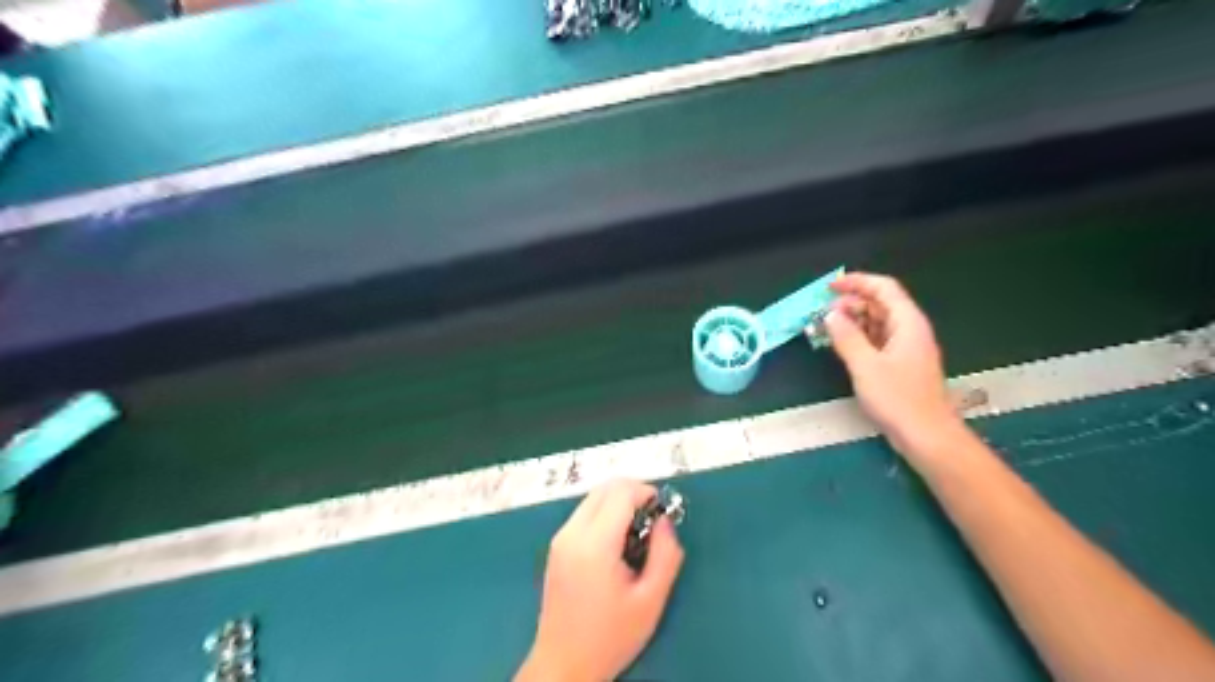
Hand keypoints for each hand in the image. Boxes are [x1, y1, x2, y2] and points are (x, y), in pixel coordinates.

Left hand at [511, 478, 682, 681]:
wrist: (563, 666)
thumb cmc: (610, 637)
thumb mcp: (650, 601)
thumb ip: (665, 554)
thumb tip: (665, 521)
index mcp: (594, 544)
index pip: (620, 493)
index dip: (646, 492)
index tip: (663, 510)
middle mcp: (571, 532)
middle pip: (604, 487)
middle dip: (633, 492)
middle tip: (653, 519)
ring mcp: (560, 538)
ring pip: (593, 498)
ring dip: (618, 502)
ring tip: (637, 534)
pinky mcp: (556, 547)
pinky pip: (584, 513)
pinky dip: (604, 513)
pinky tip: (617, 543)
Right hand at [821, 271, 963, 457]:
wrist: (926, 435)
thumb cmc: (898, 399)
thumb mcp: (865, 366)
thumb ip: (846, 337)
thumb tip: (831, 316)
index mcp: (907, 323)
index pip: (884, 288)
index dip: (857, 282)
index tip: (830, 287)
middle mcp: (910, 330)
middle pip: (880, 304)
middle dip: (851, 304)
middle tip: (822, 313)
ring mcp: (906, 348)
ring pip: (878, 323)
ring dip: (852, 322)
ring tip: (826, 329)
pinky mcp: (900, 365)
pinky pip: (877, 340)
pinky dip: (858, 338)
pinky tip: (841, 346)